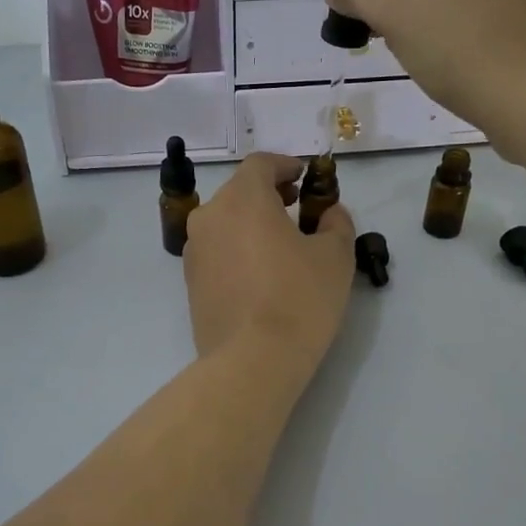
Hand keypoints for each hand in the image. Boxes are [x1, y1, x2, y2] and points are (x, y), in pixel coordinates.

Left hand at [184, 153, 354, 376]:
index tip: (305, 177)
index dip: (285, 165)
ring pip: (226, 223)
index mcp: (242, 199)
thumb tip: (329, 213)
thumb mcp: (335, 256)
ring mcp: (194, 251)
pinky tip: (261, 275)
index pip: (260, 164)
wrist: (252, 360)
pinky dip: (238, 250)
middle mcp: (209, 217)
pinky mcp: (190, 283)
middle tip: (297, 209)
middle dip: (269, 195)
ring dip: (252, 224)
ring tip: (281, 246)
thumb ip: (336, 222)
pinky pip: (218, 252)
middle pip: (240, 192)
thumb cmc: (299, 298)